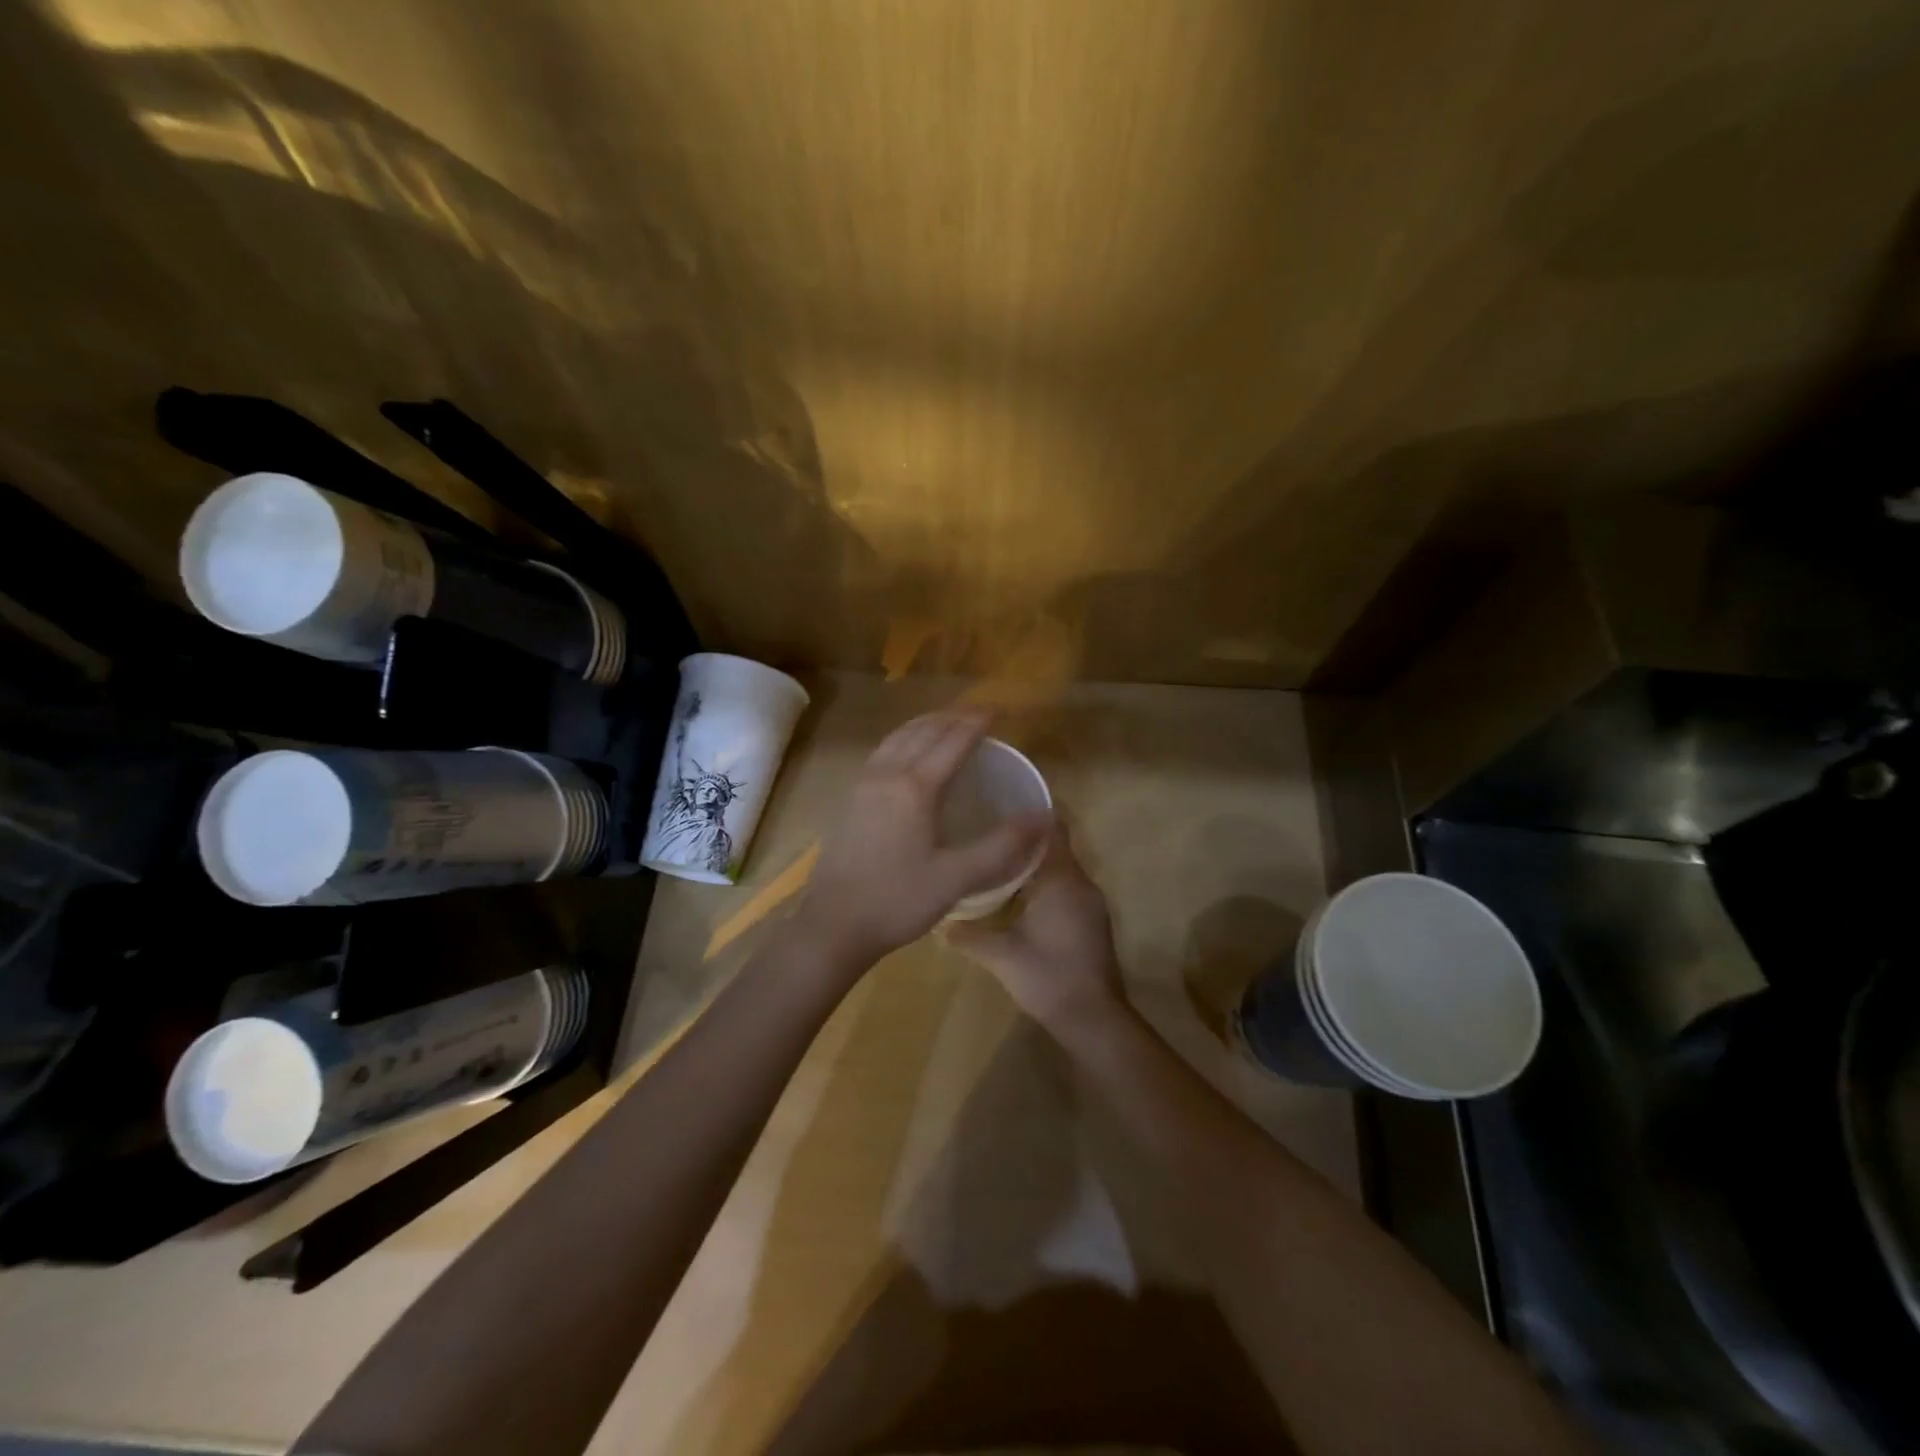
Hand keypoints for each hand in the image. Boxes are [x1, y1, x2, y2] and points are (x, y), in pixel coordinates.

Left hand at [793, 708, 1050, 971]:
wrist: (833, 925)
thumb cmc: (898, 901)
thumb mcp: (957, 878)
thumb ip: (1002, 845)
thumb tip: (1044, 817)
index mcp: (914, 787)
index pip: (952, 741)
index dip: (977, 723)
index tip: (998, 711)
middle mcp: (886, 774)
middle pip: (923, 731)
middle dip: (952, 717)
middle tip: (978, 716)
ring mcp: (863, 784)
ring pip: (897, 738)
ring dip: (925, 724)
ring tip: (947, 724)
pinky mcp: (850, 799)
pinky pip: (882, 752)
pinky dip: (904, 739)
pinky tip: (909, 754)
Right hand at [946, 822, 1127, 1039]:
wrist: (1093, 1019)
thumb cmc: (1048, 977)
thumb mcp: (1001, 955)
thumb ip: (968, 935)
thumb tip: (939, 923)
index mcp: (1061, 880)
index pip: (1053, 829)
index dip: (1031, 813)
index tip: (1002, 802)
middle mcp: (1081, 883)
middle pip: (1055, 846)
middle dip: (1026, 837)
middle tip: (990, 828)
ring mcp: (1090, 903)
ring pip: (1061, 868)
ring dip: (1036, 861)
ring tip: (999, 856)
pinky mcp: (1092, 921)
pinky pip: (1067, 886)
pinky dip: (1045, 882)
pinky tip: (1019, 893)